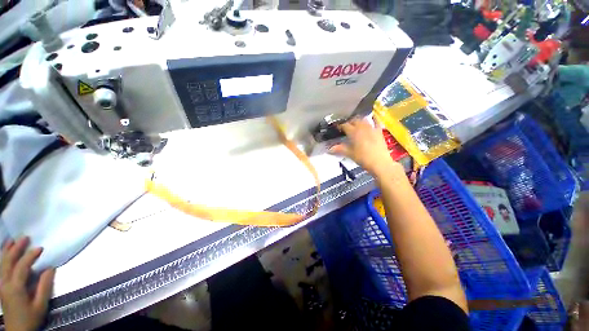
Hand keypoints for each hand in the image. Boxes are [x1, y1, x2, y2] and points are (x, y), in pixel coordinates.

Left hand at [0, 237, 54, 330]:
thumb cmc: (31, 318)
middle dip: (15, 248)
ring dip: (7, 250)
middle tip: (25, 237)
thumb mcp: (40, 305)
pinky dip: (3, 258)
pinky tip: (5, 254)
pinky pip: (0, 268)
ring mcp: (1, 285)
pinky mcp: (0, 286)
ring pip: (1, 264)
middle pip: (8, 262)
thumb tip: (50, 268)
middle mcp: (4, 283)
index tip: (41, 248)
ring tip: (12, 240)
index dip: (30, 256)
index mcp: (15, 288)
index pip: (22, 266)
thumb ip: (44, 287)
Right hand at [329, 118, 402, 176]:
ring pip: (364, 119)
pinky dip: (373, 119)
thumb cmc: (363, 158)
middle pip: (354, 120)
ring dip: (358, 120)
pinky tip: (372, 118)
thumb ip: (339, 149)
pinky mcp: (379, 131)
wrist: (380, 163)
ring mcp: (372, 128)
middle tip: (345, 127)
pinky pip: (376, 121)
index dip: (340, 126)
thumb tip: (329, 149)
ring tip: (355, 123)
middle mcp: (362, 127)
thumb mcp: (350, 154)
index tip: (337, 128)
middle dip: (349, 122)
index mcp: (354, 132)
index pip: (345, 125)